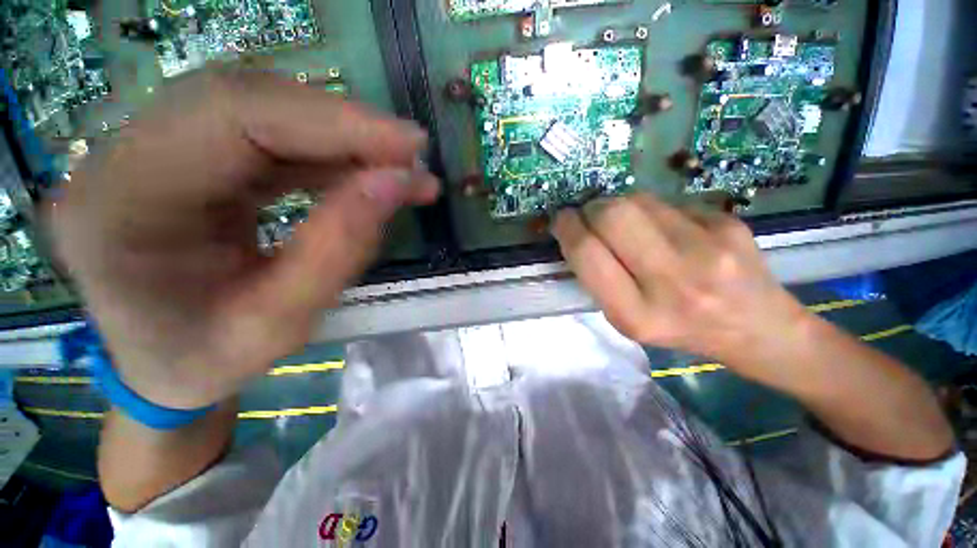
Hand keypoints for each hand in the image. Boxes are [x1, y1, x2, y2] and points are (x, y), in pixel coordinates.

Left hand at [49, 70, 438, 408]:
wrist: (162, 368)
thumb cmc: (208, 361)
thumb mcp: (281, 325)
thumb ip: (341, 248)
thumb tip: (397, 183)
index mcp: (119, 205)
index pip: (230, 119)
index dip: (333, 122)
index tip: (408, 146)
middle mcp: (121, 158)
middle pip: (246, 101)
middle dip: (345, 125)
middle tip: (411, 154)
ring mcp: (149, 149)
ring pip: (261, 111)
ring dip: (342, 138)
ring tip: (399, 167)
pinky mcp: (185, 157)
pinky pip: (265, 134)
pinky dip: (327, 150)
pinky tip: (365, 171)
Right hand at [552, 193, 809, 379]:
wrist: (757, 328)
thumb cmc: (679, 330)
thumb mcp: (626, 319)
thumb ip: (598, 277)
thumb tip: (578, 231)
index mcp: (637, 314)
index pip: (588, 254)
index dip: (567, 229)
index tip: (561, 221)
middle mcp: (673, 280)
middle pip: (613, 216)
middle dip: (591, 209)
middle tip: (589, 216)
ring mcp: (707, 247)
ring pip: (638, 200)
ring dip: (618, 206)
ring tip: (626, 224)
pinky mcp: (728, 222)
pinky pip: (668, 202)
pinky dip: (652, 210)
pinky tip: (664, 229)